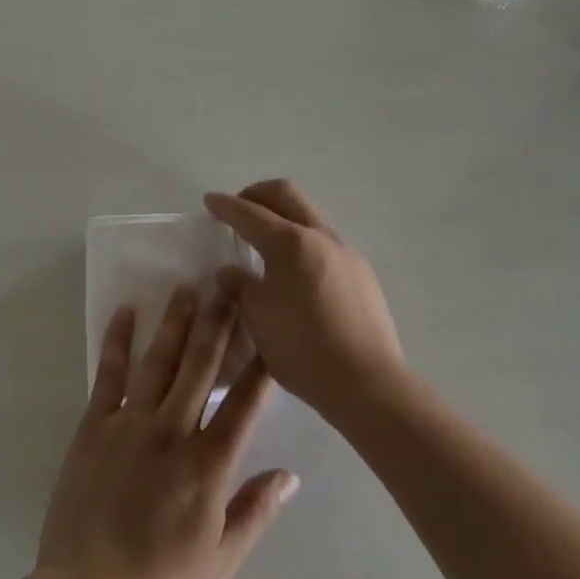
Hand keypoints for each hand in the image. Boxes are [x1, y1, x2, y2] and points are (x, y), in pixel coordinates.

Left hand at [33, 287, 297, 578]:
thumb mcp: (220, 564)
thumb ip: (255, 513)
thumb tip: (291, 475)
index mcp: (207, 465)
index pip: (243, 406)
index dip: (258, 368)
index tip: (269, 331)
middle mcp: (173, 431)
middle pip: (200, 367)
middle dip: (217, 323)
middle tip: (227, 285)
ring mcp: (131, 423)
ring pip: (159, 360)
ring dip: (174, 321)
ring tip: (186, 287)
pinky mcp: (95, 424)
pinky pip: (109, 373)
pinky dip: (117, 340)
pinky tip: (125, 312)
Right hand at [205, 180, 406, 423]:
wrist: (369, 384)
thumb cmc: (303, 348)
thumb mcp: (258, 318)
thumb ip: (240, 286)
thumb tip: (229, 271)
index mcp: (289, 241)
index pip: (249, 212)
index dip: (226, 205)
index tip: (209, 200)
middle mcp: (319, 235)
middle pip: (285, 194)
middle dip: (257, 194)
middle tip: (239, 208)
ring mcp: (345, 251)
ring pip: (309, 215)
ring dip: (284, 217)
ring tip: (267, 243)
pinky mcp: (363, 272)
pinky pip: (326, 242)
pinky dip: (304, 242)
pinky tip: (298, 272)